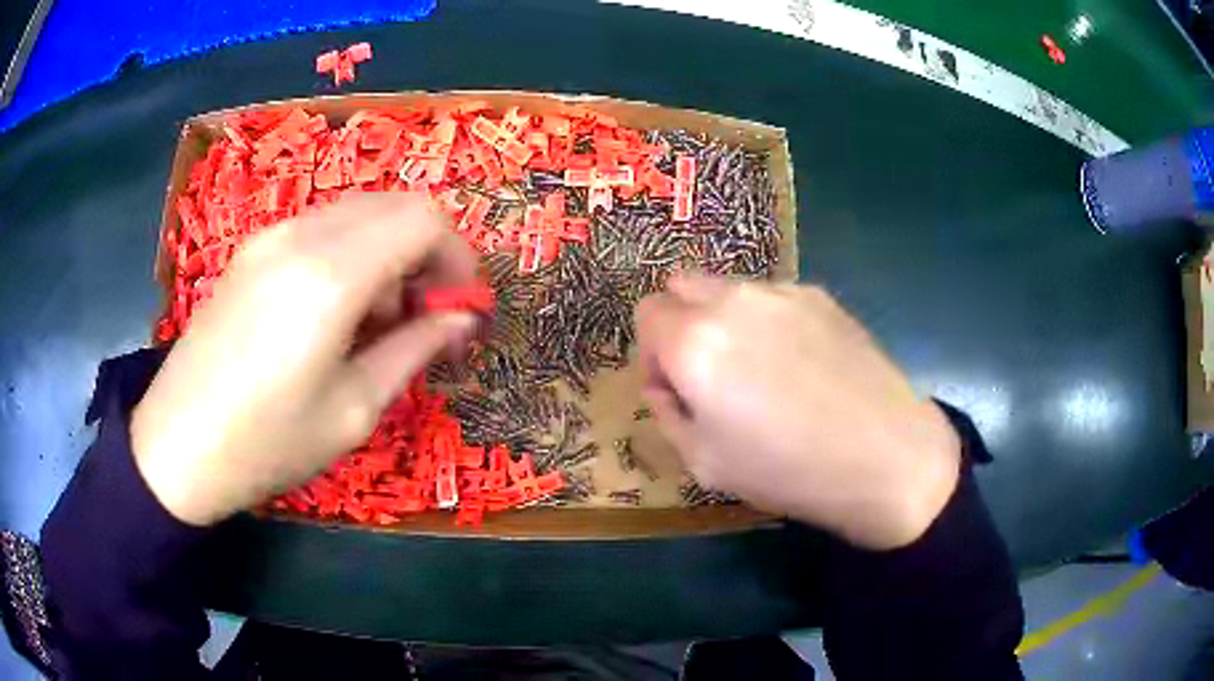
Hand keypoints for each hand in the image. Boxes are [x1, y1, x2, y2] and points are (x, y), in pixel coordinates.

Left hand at [131, 195, 479, 525]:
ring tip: (380, 324)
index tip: (462, 308)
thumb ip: (414, 350)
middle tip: (428, 317)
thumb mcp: (353, 410)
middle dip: (428, 253)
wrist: (176, 446)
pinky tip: (336, 314)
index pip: (424, 219)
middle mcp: (302, 235)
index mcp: (331, 275)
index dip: (458, 257)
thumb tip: (461, 319)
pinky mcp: (252, 249)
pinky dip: (352, 256)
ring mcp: (271, 236)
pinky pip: (322, 229)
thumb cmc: (267, 444)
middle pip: (396, 205)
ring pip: (359, 214)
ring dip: (390, 254)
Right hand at [637, 276, 959, 549]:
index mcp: (694, 341)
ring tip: (761, 370)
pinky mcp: (821, 296)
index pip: (646, 315)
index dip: (652, 354)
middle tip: (709, 373)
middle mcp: (733, 300)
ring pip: (729, 289)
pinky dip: (768, 321)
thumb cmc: (787, 470)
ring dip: (725, 319)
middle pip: (681, 285)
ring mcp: (782, 291)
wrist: (884, 456)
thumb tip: (665, 386)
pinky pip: (773, 298)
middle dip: (681, 323)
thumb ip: (667, 414)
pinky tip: (802, 364)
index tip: (676, 389)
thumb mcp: (704, 462)